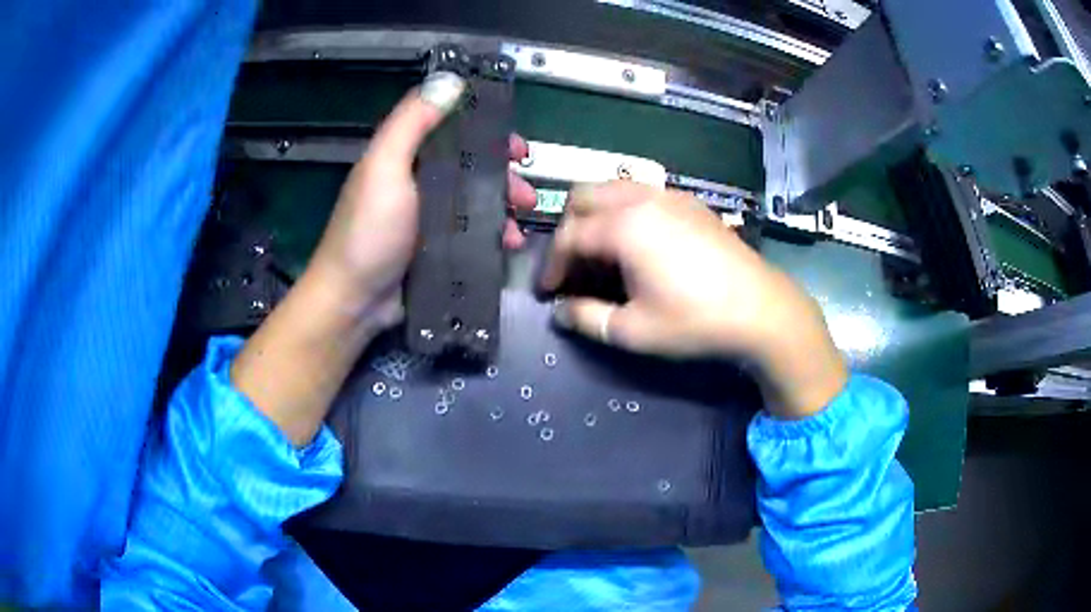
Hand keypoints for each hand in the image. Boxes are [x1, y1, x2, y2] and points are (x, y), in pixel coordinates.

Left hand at [309, 72, 537, 331]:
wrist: (354, 302)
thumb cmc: (368, 232)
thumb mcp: (385, 168)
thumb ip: (412, 123)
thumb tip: (448, 80)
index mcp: (405, 155)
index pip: (453, 130)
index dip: (488, 132)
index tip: (516, 147)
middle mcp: (419, 181)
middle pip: (471, 167)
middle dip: (504, 176)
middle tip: (526, 192)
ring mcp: (429, 217)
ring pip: (477, 201)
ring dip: (505, 208)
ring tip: (521, 225)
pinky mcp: (437, 248)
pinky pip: (474, 233)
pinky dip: (494, 236)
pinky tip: (508, 246)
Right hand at [540, 181, 846, 418]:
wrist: (760, 308)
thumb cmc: (695, 321)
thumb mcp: (633, 331)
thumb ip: (586, 318)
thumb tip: (560, 311)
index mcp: (624, 226)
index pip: (569, 236)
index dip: (552, 265)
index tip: (548, 292)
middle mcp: (642, 199)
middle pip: (584, 196)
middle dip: (568, 229)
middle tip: (571, 266)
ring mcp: (670, 195)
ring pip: (614, 188)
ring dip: (595, 215)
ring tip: (599, 252)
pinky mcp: (691, 202)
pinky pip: (643, 193)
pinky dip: (624, 211)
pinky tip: (637, 243)